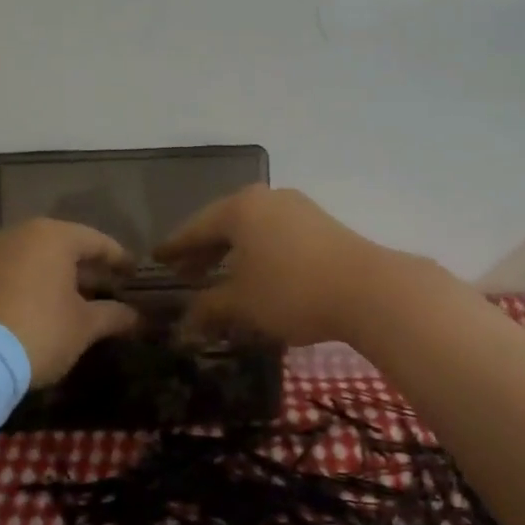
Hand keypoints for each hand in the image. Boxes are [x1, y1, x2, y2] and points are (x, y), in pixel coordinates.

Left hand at [0, 219, 138, 384]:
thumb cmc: (39, 330)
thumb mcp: (84, 326)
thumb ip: (114, 316)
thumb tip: (138, 317)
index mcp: (54, 236)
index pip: (97, 241)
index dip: (119, 259)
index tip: (135, 274)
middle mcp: (22, 235)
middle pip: (65, 247)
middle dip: (89, 269)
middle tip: (110, 288)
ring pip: (37, 260)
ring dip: (60, 278)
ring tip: (80, 301)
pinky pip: (15, 273)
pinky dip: (34, 286)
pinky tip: (45, 309)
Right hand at [154, 186, 387, 346]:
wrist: (368, 289)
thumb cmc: (291, 291)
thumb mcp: (242, 304)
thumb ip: (208, 309)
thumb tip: (184, 325)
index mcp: (240, 209)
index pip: (196, 227)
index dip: (175, 247)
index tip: (157, 259)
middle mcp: (267, 199)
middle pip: (224, 224)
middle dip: (204, 250)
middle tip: (184, 273)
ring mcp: (297, 208)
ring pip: (253, 229)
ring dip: (233, 253)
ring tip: (220, 278)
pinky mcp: (321, 224)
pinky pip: (276, 235)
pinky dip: (259, 253)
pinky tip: (258, 276)